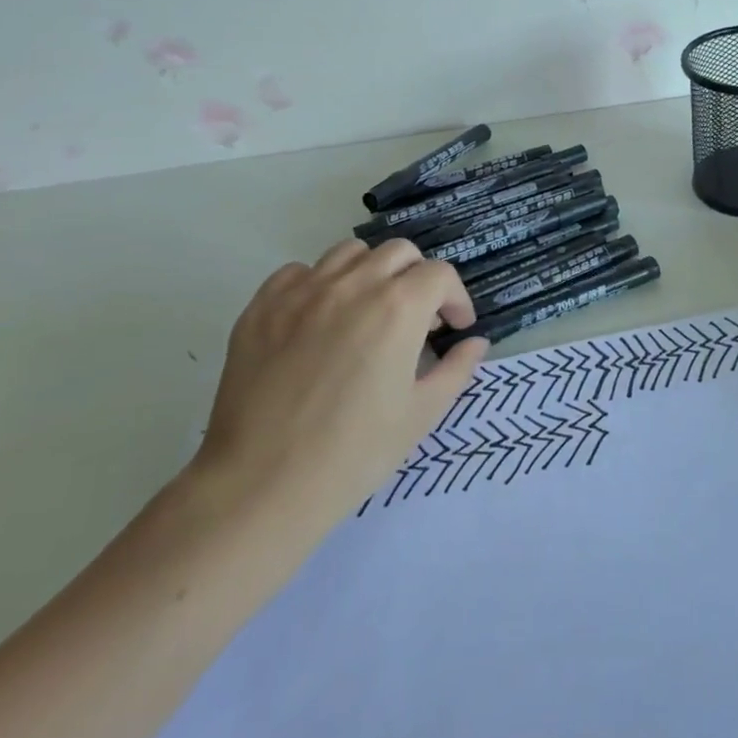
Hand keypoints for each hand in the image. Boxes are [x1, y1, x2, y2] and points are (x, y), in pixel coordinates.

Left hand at [187, 239, 488, 538]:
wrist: (262, 484)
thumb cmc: (354, 453)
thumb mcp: (422, 414)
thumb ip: (457, 369)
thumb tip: (475, 343)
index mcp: (398, 308)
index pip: (440, 274)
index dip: (455, 299)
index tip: (454, 328)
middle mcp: (352, 285)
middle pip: (399, 252)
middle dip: (418, 278)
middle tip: (417, 318)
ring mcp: (302, 292)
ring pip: (349, 253)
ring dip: (371, 273)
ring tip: (369, 311)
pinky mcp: (262, 307)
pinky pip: (299, 272)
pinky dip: (320, 285)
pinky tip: (321, 320)